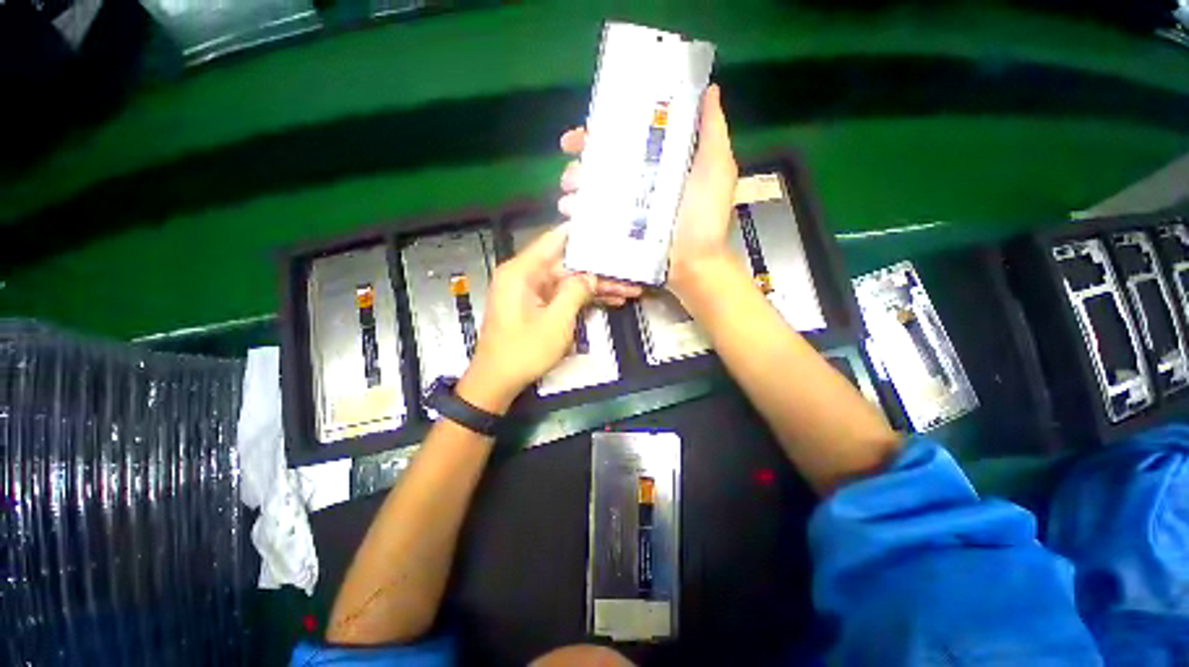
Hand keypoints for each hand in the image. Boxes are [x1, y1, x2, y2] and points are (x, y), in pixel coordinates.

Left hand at [458, 225, 639, 413]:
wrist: (497, 382)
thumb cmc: (523, 351)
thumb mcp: (556, 322)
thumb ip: (576, 292)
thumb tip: (592, 275)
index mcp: (522, 271)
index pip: (555, 240)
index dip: (581, 232)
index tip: (608, 226)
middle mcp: (526, 276)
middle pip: (568, 264)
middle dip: (599, 270)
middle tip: (629, 268)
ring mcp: (532, 292)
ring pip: (570, 282)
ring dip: (596, 287)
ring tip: (629, 289)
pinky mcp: (537, 306)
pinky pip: (563, 296)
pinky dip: (583, 300)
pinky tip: (610, 301)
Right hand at [558, 84, 740, 302]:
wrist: (695, 263)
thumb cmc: (706, 216)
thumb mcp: (716, 168)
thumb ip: (711, 131)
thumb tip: (708, 88)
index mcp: (656, 162)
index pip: (623, 138)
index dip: (598, 132)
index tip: (577, 137)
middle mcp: (638, 181)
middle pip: (600, 164)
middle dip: (579, 165)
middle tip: (571, 175)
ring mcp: (627, 208)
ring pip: (592, 191)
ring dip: (574, 189)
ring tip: (569, 199)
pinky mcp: (620, 231)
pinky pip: (594, 219)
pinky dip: (578, 215)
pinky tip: (570, 215)